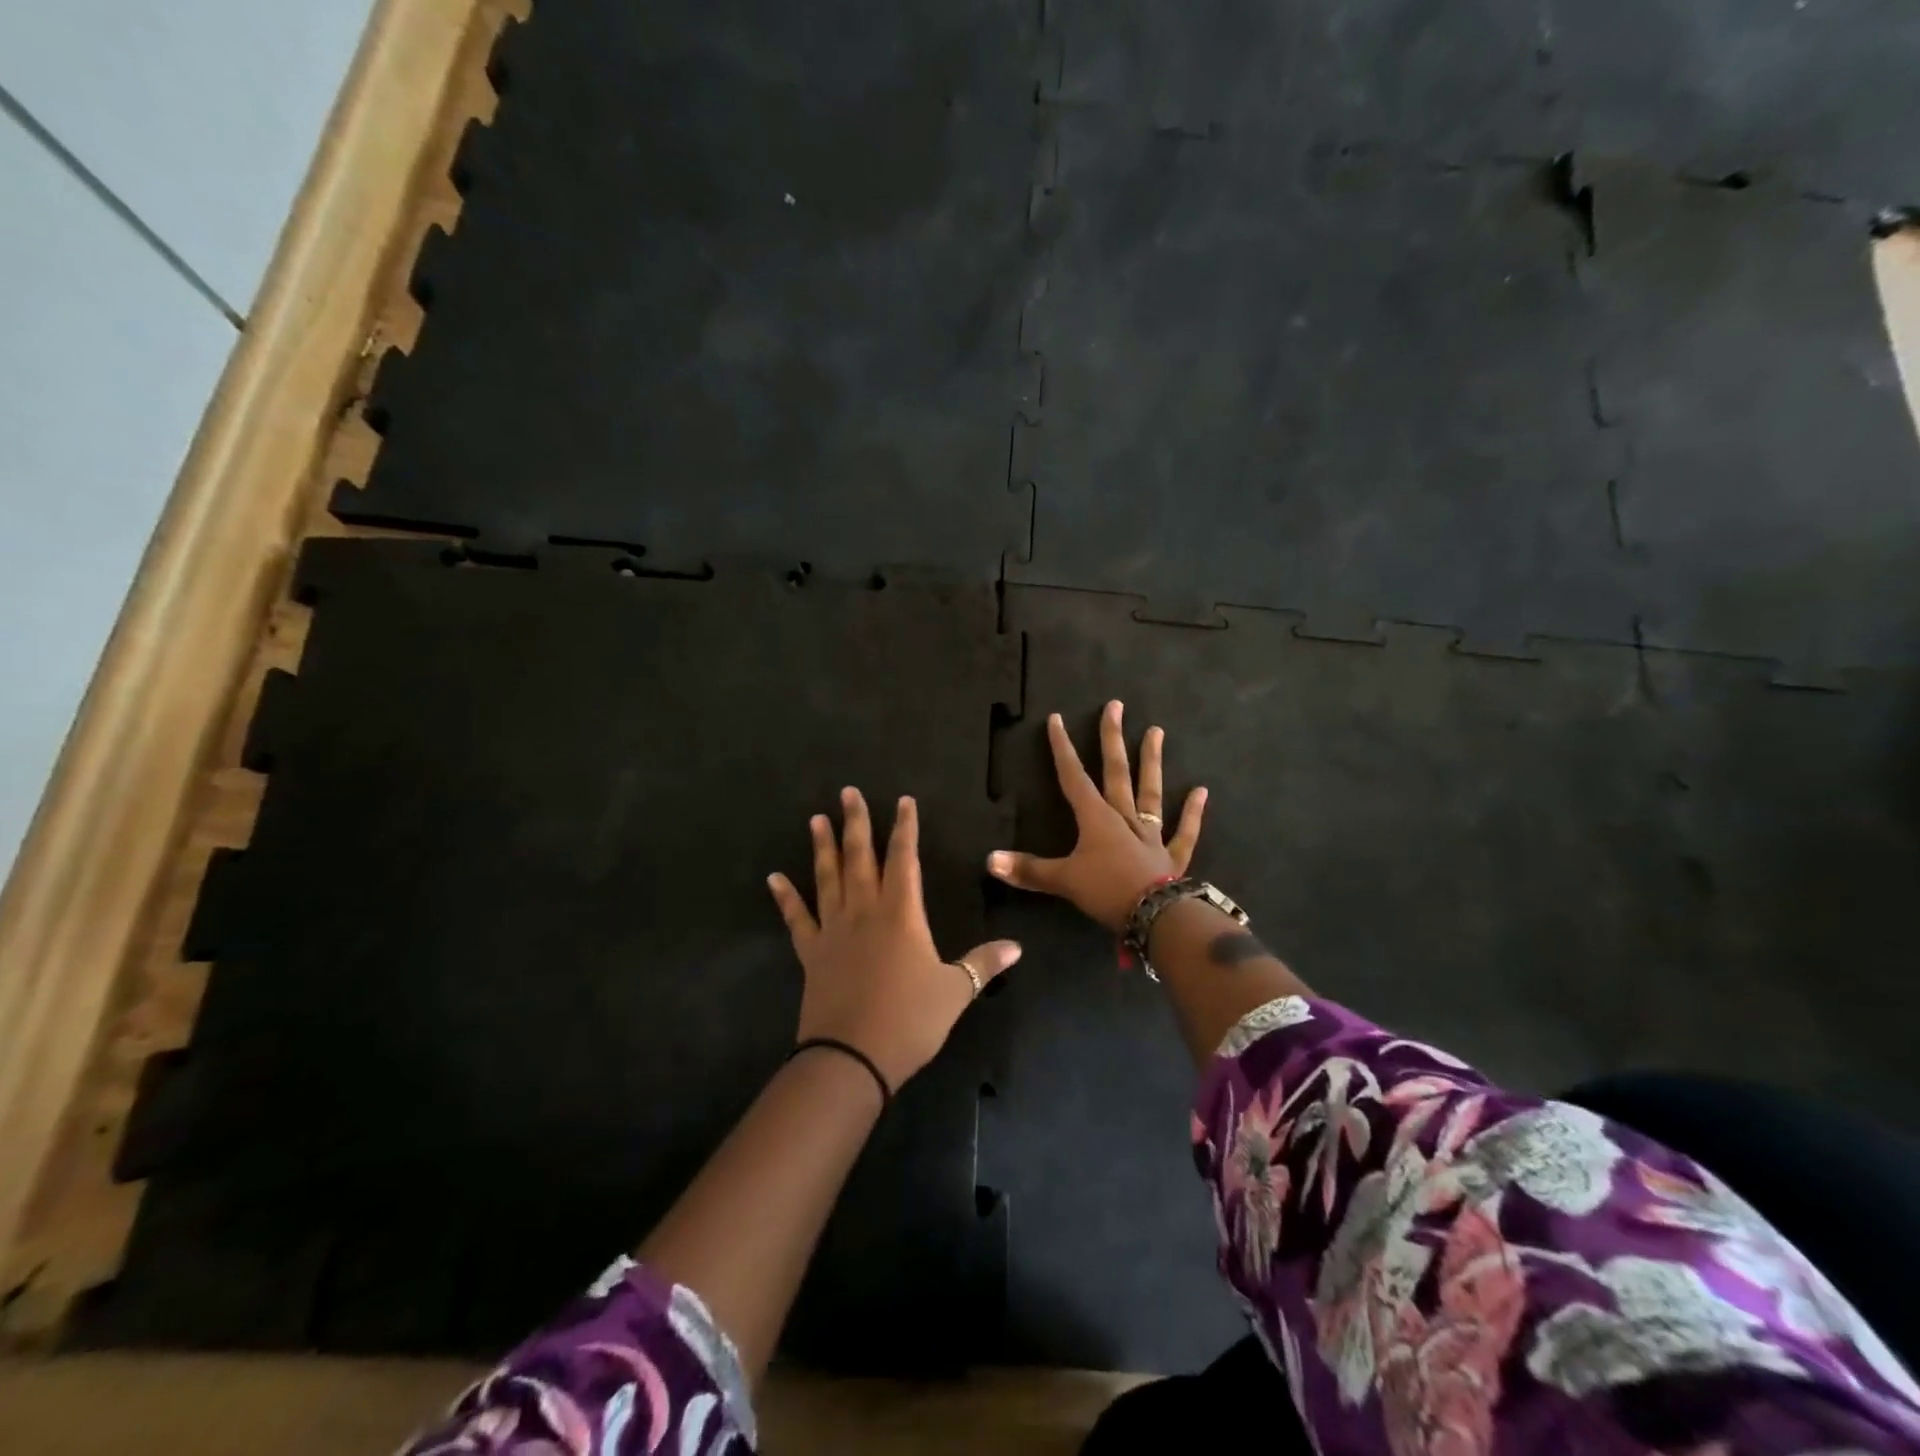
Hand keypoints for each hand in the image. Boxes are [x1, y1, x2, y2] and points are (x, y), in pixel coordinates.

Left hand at [768, 788, 1020, 1089]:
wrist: (852, 1057)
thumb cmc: (909, 1020)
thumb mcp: (955, 991)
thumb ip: (984, 963)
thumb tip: (1017, 947)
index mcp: (901, 914)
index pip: (904, 858)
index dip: (905, 827)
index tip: (903, 800)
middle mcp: (864, 911)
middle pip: (860, 857)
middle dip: (856, 823)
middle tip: (847, 792)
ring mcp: (833, 930)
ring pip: (827, 878)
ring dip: (822, 847)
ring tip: (816, 819)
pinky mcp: (812, 953)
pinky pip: (796, 918)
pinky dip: (785, 897)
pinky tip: (774, 878)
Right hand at [987, 701, 1207, 930]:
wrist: (1156, 916)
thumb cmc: (1106, 891)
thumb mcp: (1062, 881)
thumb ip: (1028, 870)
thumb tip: (989, 860)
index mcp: (1096, 818)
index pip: (1073, 777)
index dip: (1062, 749)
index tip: (1057, 719)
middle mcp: (1123, 818)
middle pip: (1116, 772)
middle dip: (1112, 739)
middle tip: (1116, 706)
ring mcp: (1150, 835)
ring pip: (1150, 792)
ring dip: (1152, 762)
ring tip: (1157, 731)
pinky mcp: (1172, 856)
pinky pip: (1183, 831)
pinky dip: (1192, 813)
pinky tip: (1200, 791)